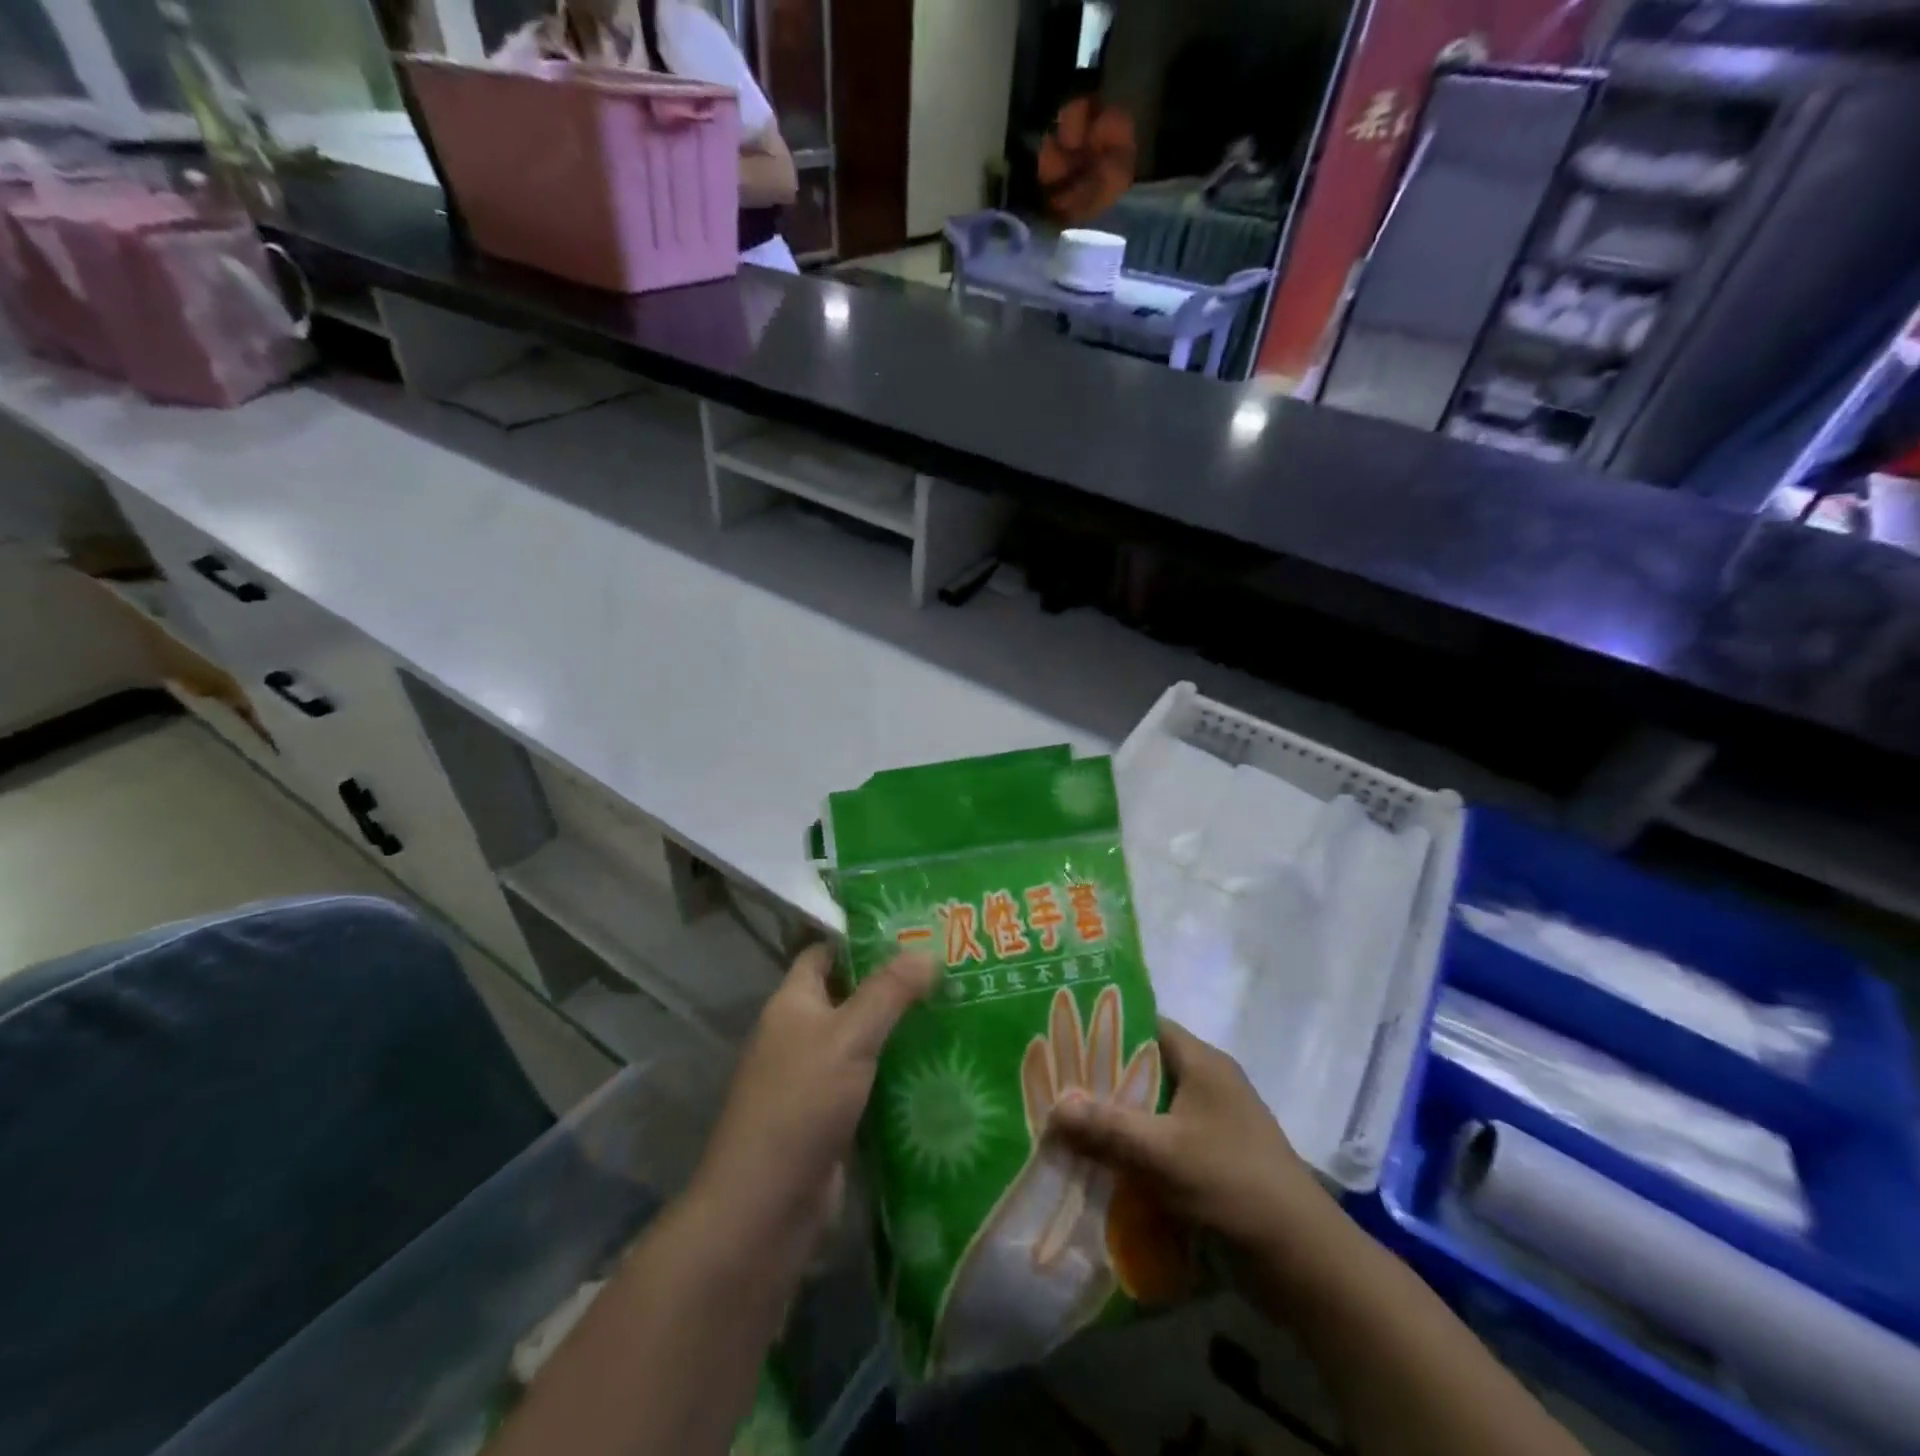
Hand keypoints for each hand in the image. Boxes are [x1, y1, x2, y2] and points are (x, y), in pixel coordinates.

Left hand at [690, 945, 934, 1247]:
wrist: (765, 1206)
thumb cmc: (800, 1104)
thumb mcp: (848, 1037)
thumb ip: (887, 992)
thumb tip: (926, 950)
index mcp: (793, 1003)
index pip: (826, 953)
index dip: (863, 938)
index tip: (914, 929)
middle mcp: (802, 1033)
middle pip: (851, 995)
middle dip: (895, 983)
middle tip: (949, 968)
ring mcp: (817, 1077)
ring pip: (865, 1039)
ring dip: (902, 1029)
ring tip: (957, 1007)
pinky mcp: (834, 1115)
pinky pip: (871, 1079)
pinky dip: (899, 1071)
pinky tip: (942, 1063)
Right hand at [1047, 1019, 1355, 1285]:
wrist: (1305, 1264)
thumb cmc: (1234, 1186)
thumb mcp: (1163, 1153)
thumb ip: (1107, 1127)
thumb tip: (1054, 1106)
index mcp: (1203, 1064)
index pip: (1146, 1025)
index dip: (1104, 1027)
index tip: (1061, 1036)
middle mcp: (1207, 1086)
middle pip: (1143, 1070)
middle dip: (1100, 1081)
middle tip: (1051, 1085)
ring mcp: (1212, 1127)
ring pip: (1150, 1112)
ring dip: (1114, 1122)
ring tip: (1063, 1126)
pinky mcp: (1212, 1164)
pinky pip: (1161, 1146)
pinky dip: (1133, 1153)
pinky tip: (1097, 1166)